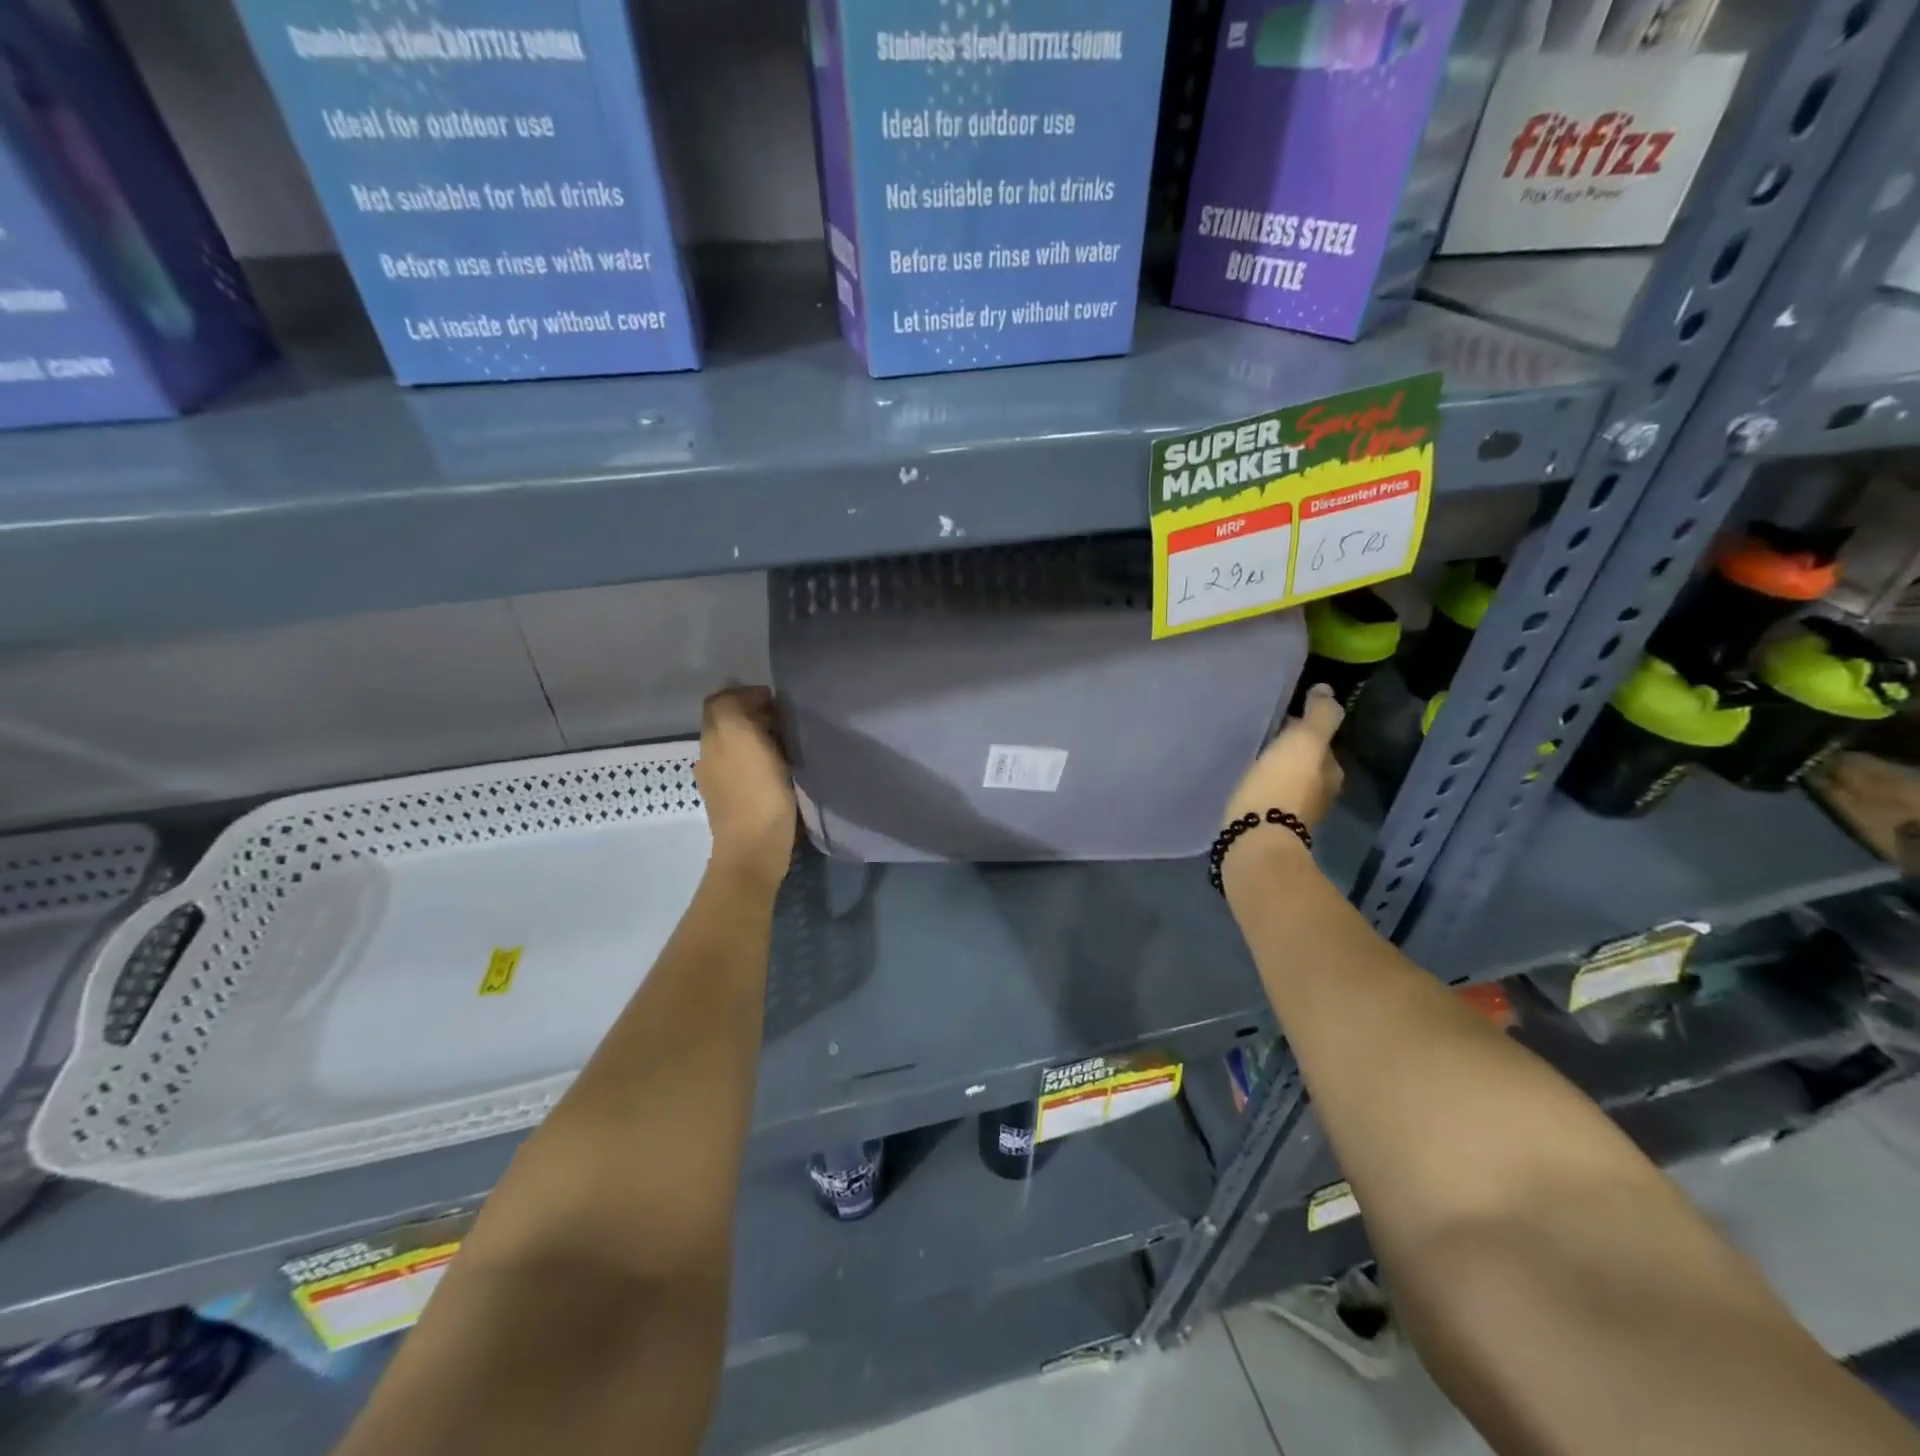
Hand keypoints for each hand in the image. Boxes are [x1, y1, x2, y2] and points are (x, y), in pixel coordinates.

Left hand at [696, 686, 796, 892]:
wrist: (753, 850)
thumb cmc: (757, 793)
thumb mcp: (743, 737)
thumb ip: (734, 708)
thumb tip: (742, 697)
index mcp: (713, 737)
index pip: (720, 701)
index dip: (746, 694)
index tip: (777, 700)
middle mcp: (710, 755)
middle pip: (728, 722)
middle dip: (754, 714)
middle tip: (786, 719)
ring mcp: (720, 780)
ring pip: (737, 744)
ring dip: (759, 737)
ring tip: (788, 742)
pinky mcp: (735, 800)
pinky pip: (745, 767)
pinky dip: (761, 759)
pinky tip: (780, 767)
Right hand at [1226, 684, 1345, 830]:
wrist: (1255, 839)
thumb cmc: (1282, 786)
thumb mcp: (1304, 741)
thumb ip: (1319, 715)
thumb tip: (1326, 690)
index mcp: (1332, 773)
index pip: (1321, 743)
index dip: (1302, 729)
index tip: (1278, 722)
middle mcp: (1321, 795)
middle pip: (1305, 764)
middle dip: (1289, 753)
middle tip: (1262, 740)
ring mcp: (1296, 816)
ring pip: (1287, 783)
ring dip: (1275, 773)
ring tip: (1251, 762)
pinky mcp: (1270, 829)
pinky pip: (1269, 801)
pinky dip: (1262, 792)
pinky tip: (1246, 788)